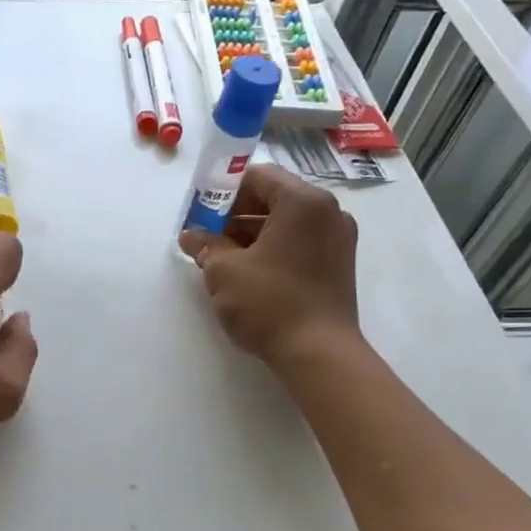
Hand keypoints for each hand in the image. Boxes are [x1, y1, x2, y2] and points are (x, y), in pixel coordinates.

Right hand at [178, 164, 359, 367]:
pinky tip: (248, 272)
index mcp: (303, 201)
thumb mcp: (224, 271)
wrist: (319, 354)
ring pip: (287, 222)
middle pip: (274, 197)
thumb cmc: (269, 303)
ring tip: (222, 258)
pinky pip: (300, 242)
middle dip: (236, 214)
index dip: (223, 190)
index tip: (200, 212)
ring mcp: (338, 238)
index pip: (258, 176)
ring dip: (252, 233)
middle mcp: (328, 211)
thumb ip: (206, 245)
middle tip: (207, 236)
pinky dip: (273, 248)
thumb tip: (191, 236)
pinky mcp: (339, 264)